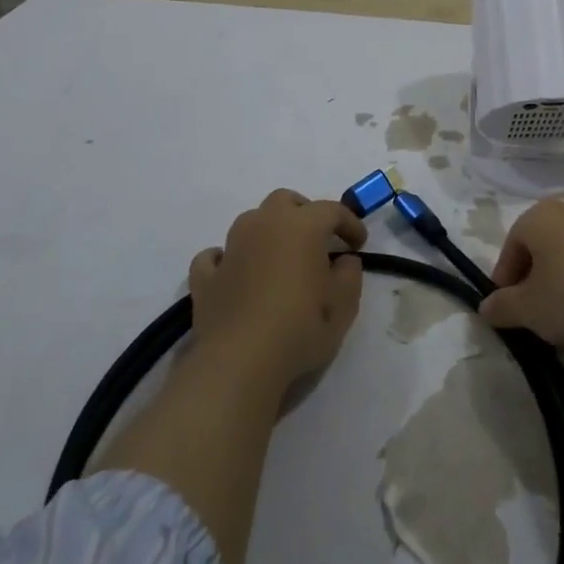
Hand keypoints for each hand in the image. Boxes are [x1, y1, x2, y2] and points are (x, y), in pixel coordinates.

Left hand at [189, 189, 366, 392]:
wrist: (240, 363)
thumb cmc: (300, 328)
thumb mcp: (344, 306)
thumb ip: (350, 275)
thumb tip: (344, 260)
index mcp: (302, 226)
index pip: (332, 210)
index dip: (350, 223)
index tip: (359, 243)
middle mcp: (264, 224)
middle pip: (285, 201)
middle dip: (304, 213)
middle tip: (318, 240)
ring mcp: (230, 248)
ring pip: (251, 221)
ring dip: (267, 231)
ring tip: (279, 258)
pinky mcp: (205, 277)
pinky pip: (215, 256)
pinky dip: (226, 259)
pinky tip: (234, 273)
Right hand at [478, 199, 563, 355]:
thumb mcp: (529, 309)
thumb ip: (502, 307)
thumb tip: (486, 307)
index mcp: (539, 216)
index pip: (510, 247)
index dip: (504, 281)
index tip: (508, 312)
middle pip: (539, 251)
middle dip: (532, 284)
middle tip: (533, 318)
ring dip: (559, 288)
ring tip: (563, 324)